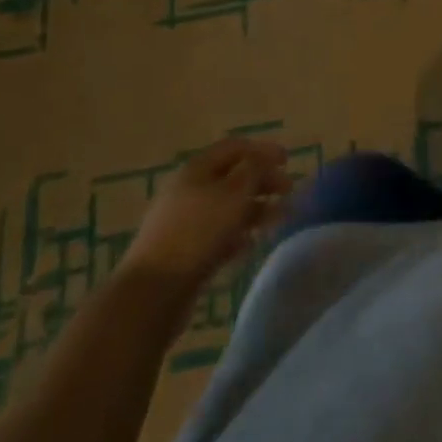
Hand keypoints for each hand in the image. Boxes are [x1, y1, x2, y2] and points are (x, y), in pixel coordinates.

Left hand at [125, 138, 292, 290]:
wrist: (152, 293)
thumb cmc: (197, 232)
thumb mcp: (234, 193)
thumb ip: (254, 170)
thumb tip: (264, 158)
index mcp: (197, 168)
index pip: (235, 147)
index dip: (263, 150)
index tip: (288, 160)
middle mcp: (189, 190)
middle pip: (232, 177)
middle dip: (262, 181)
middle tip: (289, 191)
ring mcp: (185, 222)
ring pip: (227, 208)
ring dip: (255, 210)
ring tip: (279, 220)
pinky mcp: (184, 252)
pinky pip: (217, 235)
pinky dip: (238, 235)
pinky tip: (252, 244)